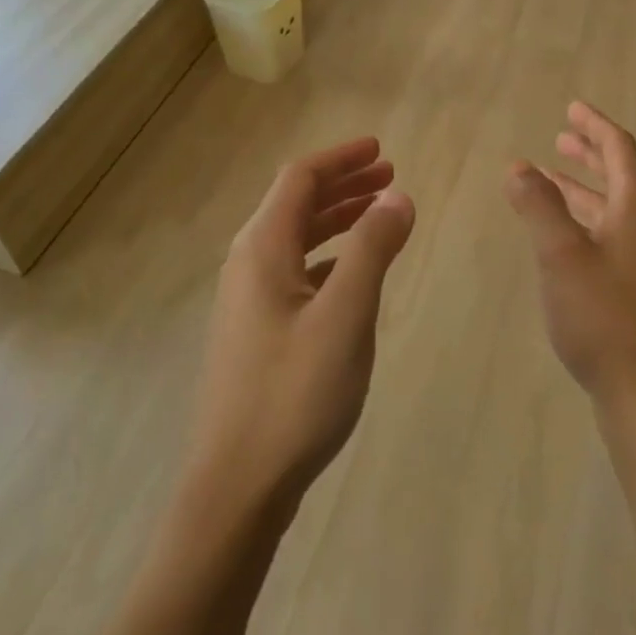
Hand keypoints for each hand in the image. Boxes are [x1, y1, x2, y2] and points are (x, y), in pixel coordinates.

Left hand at [189, 138, 415, 507]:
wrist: (237, 484)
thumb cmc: (294, 394)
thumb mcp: (345, 316)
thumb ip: (372, 250)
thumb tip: (398, 197)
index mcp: (261, 249)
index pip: (300, 179)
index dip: (341, 158)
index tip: (382, 150)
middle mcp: (247, 264)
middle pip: (295, 204)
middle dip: (343, 185)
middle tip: (389, 177)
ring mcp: (247, 300)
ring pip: (295, 239)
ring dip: (336, 219)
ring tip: (379, 215)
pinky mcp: (255, 331)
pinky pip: (294, 272)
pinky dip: (327, 256)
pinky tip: (352, 273)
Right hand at [504, 102, 635, 419]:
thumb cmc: (602, 315)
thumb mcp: (561, 254)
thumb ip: (538, 206)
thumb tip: (519, 167)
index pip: (620, 149)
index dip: (595, 125)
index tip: (572, 107)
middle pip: (621, 175)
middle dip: (590, 153)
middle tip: (562, 137)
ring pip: (613, 208)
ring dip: (584, 188)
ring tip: (552, 179)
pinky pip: (610, 234)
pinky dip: (584, 219)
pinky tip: (563, 235)